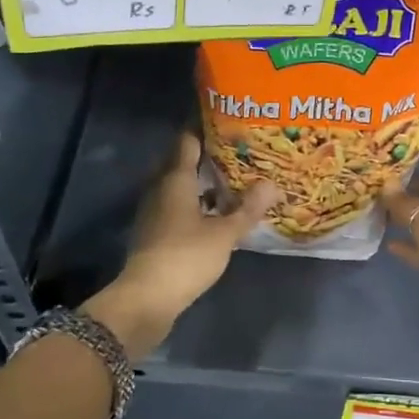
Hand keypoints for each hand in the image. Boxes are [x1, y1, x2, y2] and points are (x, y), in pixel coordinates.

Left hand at [84, 133, 277, 360]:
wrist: (147, 299)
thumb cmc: (185, 257)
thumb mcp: (225, 233)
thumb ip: (248, 208)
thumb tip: (272, 184)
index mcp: (175, 180)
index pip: (187, 141)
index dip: (204, 127)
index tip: (226, 119)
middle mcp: (160, 189)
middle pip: (181, 161)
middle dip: (206, 154)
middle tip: (236, 148)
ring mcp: (155, 212)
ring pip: (179, 186)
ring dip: (201, 181)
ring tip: (232, 178)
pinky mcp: (155, 233)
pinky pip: (177, 206)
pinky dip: (196, 203)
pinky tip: (216, 211)